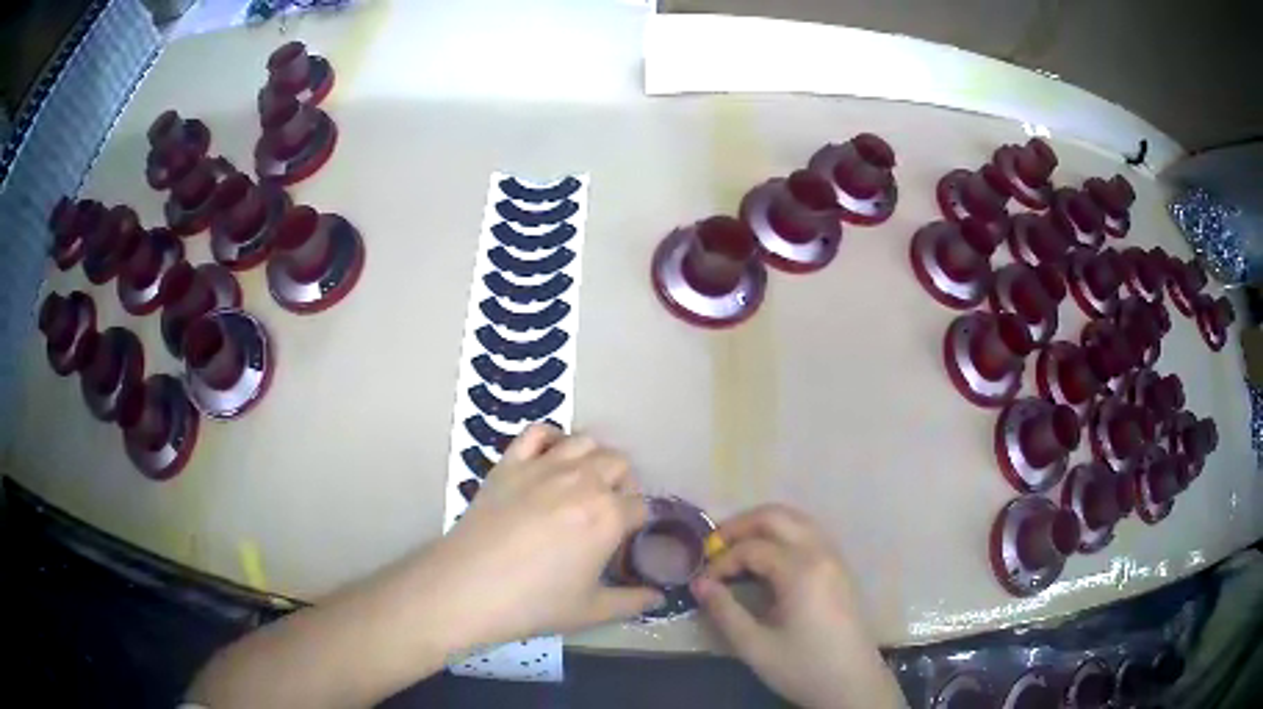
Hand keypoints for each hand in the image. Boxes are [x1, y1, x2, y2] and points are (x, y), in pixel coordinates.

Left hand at [421, 424, 663, 648]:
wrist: (470, 587)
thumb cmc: (535, 602)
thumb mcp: (591, 611)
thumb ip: (632, 601)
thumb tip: (659, 598)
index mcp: (609, 516)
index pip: (642, 506)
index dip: (639, 523)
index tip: (627, 539)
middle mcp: (583, 481)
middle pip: (619, 464)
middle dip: (622, 485)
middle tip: (608, 512)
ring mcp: (544, 466)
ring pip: (585, 442)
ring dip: (593, 459)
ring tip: (584, 484)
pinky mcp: (510, 462)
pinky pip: (538, 432)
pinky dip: (551, 438)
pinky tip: (550, 458)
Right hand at [691, 505, 905, 708]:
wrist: (853, 684)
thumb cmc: (803, 667)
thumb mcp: (755, 646)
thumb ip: (724, 611)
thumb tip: (699, 583)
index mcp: (802, 571)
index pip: (752, 548)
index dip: (722, 561)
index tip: (703, 584)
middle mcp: (821, 553)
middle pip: (776, 516)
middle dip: (739, 526)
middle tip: (712, 548)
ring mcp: (835, 558)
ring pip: (796, 520)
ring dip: (762, 526)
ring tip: (734, 549)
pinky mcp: (840, 569)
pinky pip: (809, 534)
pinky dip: (782, 535)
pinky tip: (765, 560)